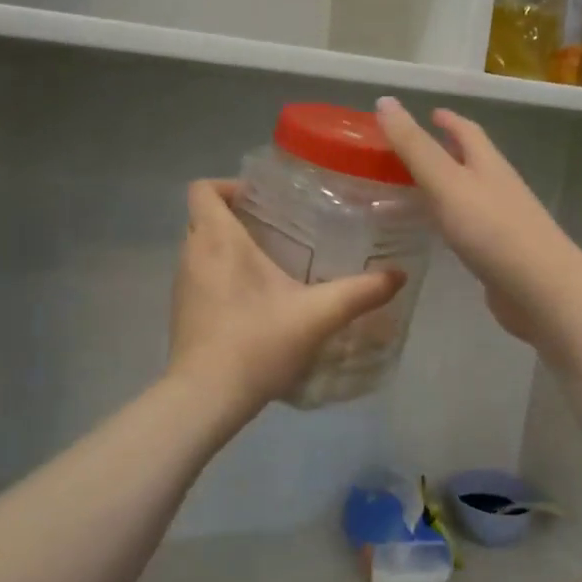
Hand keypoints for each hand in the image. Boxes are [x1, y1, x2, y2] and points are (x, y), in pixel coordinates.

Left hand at [168, 179, 404, 410]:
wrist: (207, 397)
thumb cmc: (257, 342)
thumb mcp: (318, 315)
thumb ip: (360, 292)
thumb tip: (398, 275)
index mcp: (218, 240)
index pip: (203, 189)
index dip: (229, 184)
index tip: (263, 199)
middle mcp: (192, 255)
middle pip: (203, 216)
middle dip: (236, 215)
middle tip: (278, 227)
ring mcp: (182, 286)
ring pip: (200, 248)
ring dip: (228, 247)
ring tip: (272, 261)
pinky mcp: (182, 313)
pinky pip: (201, 277)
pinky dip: (222, 276)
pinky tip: (256, 300)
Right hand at [374, 97, 581, 347]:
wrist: (540, 290)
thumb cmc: (492, 230)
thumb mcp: (446, 183)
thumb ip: (414, 147)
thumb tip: (385, 100)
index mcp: (488, 164)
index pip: (467, 132)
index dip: (447, 120)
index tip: (428, 112)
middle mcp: (497, 187)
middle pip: (470, 161)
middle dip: (443, 152)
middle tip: (407, 154)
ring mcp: (501, 222)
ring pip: (467, 195)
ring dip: (443, 188)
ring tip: (410, 191)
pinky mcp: (498, 253)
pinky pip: (467, 227)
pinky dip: (448, 221)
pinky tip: (434, 233)